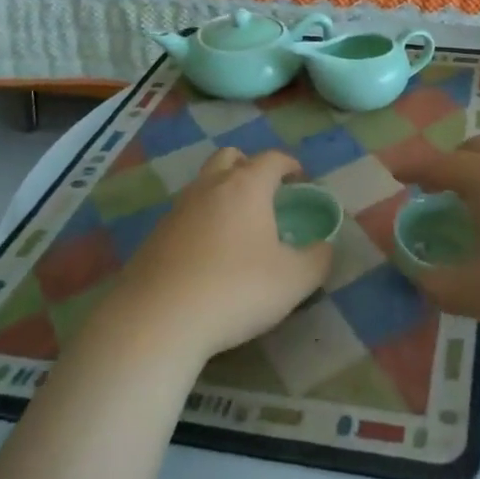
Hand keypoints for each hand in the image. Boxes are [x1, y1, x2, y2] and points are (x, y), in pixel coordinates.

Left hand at [111, 149, 332, 362]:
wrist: (157, 321)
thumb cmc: (236, 289)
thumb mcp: (294, 281)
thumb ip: (317, 260)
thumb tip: (325, 248)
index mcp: (247, 187)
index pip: (271, 159)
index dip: (289, 164)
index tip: (299, 177)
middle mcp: (210, 187)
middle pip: (229, 158)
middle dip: (249, 166)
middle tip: (264, 191)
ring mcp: (177, 210)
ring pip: (203, 185)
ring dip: (222, 194)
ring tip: (238, 225)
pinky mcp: (154, 237)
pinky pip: (184, 216)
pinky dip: (201, 222)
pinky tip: (207, 254)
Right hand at [386, 136, 479, 342]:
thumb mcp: (474, 293)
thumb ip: (433, 282)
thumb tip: (412, 269)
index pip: (438, 164)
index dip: (411, 168)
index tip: (393, 173)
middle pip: (471, 148)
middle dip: (446, 163)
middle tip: (431, 190)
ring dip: (476, 167)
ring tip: (468, 199)